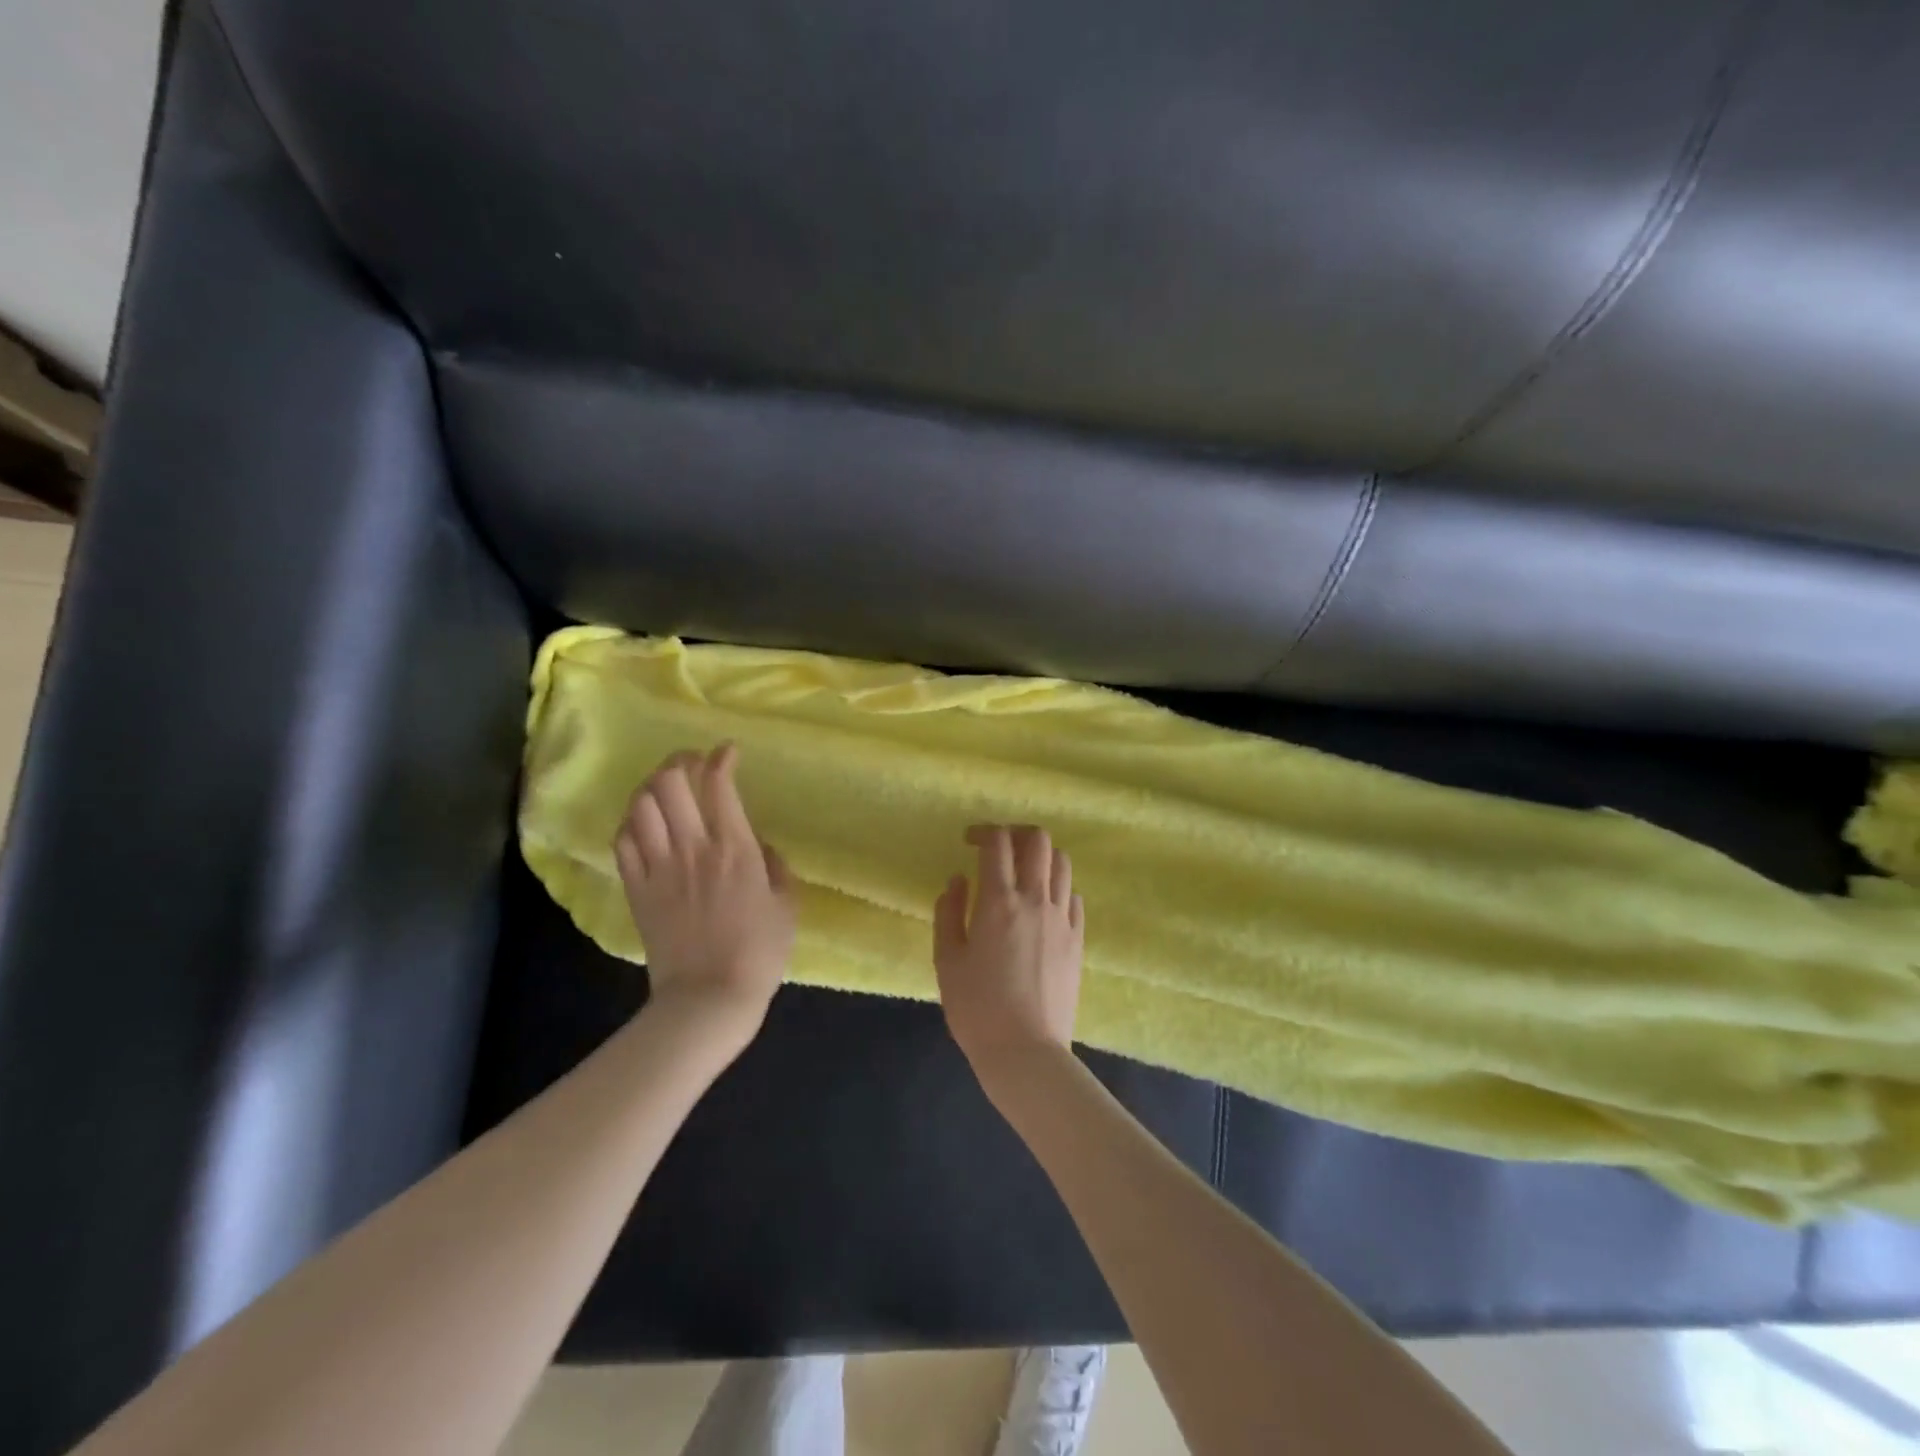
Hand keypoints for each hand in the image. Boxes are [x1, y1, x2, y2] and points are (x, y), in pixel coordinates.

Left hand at [614, 744, 795, 1047]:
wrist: (708, 998)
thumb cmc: (759, 953)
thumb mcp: (786, 905)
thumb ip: (774, 866)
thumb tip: (756, 845)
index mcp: (734, 849)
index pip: (719, 785)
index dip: (721, 758)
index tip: (728, 752)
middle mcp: (693, 848)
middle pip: (670, 783)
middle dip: (680, 761)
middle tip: (693, 764)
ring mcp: (659, 867)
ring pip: (641, 806)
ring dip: (652, 787)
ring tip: (665, 789)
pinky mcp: (636, 889)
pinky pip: (623, 841)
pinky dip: (632, 822)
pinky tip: (644, 824)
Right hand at [933, 824, 1084, 1080]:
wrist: (1026, 1052)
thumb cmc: (977, 1009)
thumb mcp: (947, 960)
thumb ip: (949, 913)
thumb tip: (958, 880)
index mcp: (999, 902)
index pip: (997, 843)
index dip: (983, 832)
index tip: (969, 841)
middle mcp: (1035, 900)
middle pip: (1038, 841)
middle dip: (1016, 833)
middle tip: (999, 848)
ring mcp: (1062, 919)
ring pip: (1061, 863)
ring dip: (1041, 857)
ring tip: (1023, 873)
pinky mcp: (1077, 939)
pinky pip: (1073, 896)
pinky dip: (1057, 888)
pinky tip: (1042, 905)